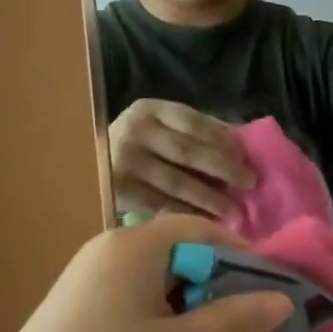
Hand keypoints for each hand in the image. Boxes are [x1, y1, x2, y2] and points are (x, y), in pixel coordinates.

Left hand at [0, 216, 293, 331]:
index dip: (243, 256)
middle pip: (182, 252)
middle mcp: (111, 250)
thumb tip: (283, 299)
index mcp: (135, 245)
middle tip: (250, 323)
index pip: (204, 230)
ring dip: (194, 305)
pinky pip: (137, 299)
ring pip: (160, 280)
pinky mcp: (78, 310)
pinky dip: (165, 318)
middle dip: (220, 284)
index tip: (272, 292)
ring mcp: (90, 280)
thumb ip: (235, 319)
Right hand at [107, 99, 255, 217]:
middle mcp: (134, 132)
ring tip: (235, 211)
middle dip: (222, 168)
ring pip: (176, 183)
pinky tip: (206, 222)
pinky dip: (186, 214)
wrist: (82, 162)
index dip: (220, 137)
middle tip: (250, 183)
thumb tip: (239, 142)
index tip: (243, 155)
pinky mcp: (118, 192)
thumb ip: (195, 128)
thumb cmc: (138, 143)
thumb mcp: (160, 124)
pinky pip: (161, 205)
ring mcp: (124, 163)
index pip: (191, 120)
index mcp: (149, 109)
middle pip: (187, 151)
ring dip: (209, 198)